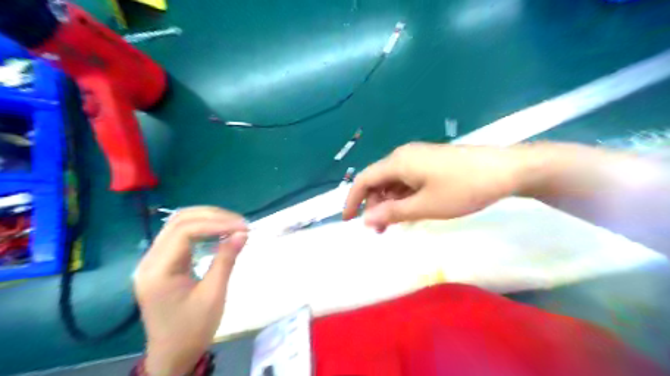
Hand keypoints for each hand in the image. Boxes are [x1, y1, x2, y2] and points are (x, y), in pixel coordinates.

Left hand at [134, 207, 247, 373]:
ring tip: (233, 224)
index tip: (242, 227)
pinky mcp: (161, 263)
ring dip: (207, 219)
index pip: (184, 231)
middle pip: (179, 221)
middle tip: (240, 223)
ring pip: (179, 224)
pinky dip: (202, 229)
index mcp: (158, 271)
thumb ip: (226, 260)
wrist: (172, 354)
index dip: (216, 223)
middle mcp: (150, 260)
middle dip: (213, 216)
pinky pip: (180, 236)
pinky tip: (219, 232)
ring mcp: (153, 261)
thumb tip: (242, 233)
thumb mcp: (214, 295)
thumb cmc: (193, 329)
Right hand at [343, 142, 531, 232]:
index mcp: (398, 162)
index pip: (364, 179)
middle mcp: (404, 156)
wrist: (506, 170)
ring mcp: (419, 157)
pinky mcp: (431, 162)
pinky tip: (411, 211)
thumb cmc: (463, 188)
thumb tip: (366, 219)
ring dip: (389, 202)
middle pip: (378, 180)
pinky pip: (408, 180)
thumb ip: (392, 212)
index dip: (352, 200)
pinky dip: (403, 196)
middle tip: (380, 230)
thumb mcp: (425, 206)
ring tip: (395, 224)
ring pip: (393, 181)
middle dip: (374, 205)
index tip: (348, 221)